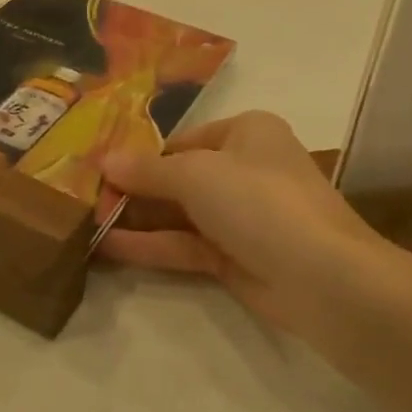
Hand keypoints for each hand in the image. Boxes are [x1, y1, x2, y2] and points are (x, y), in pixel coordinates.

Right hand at [97, 111, 382, 334]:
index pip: (183, 140)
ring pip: (181, 214)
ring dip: (138, 218)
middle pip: (180, 176)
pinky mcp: (238, 259)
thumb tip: (105, 160)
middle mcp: (246, 168)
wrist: (325, 278)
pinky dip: (152, 245)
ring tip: (86, 222)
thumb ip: (148, 170)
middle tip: (86, 197)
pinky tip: (109, 247)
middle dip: (135, 188)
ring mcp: (242, 217)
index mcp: (246, 132)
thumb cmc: (259, 200)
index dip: (141, 153)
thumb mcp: (196, 174)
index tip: (99, 166)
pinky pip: (187, 246)